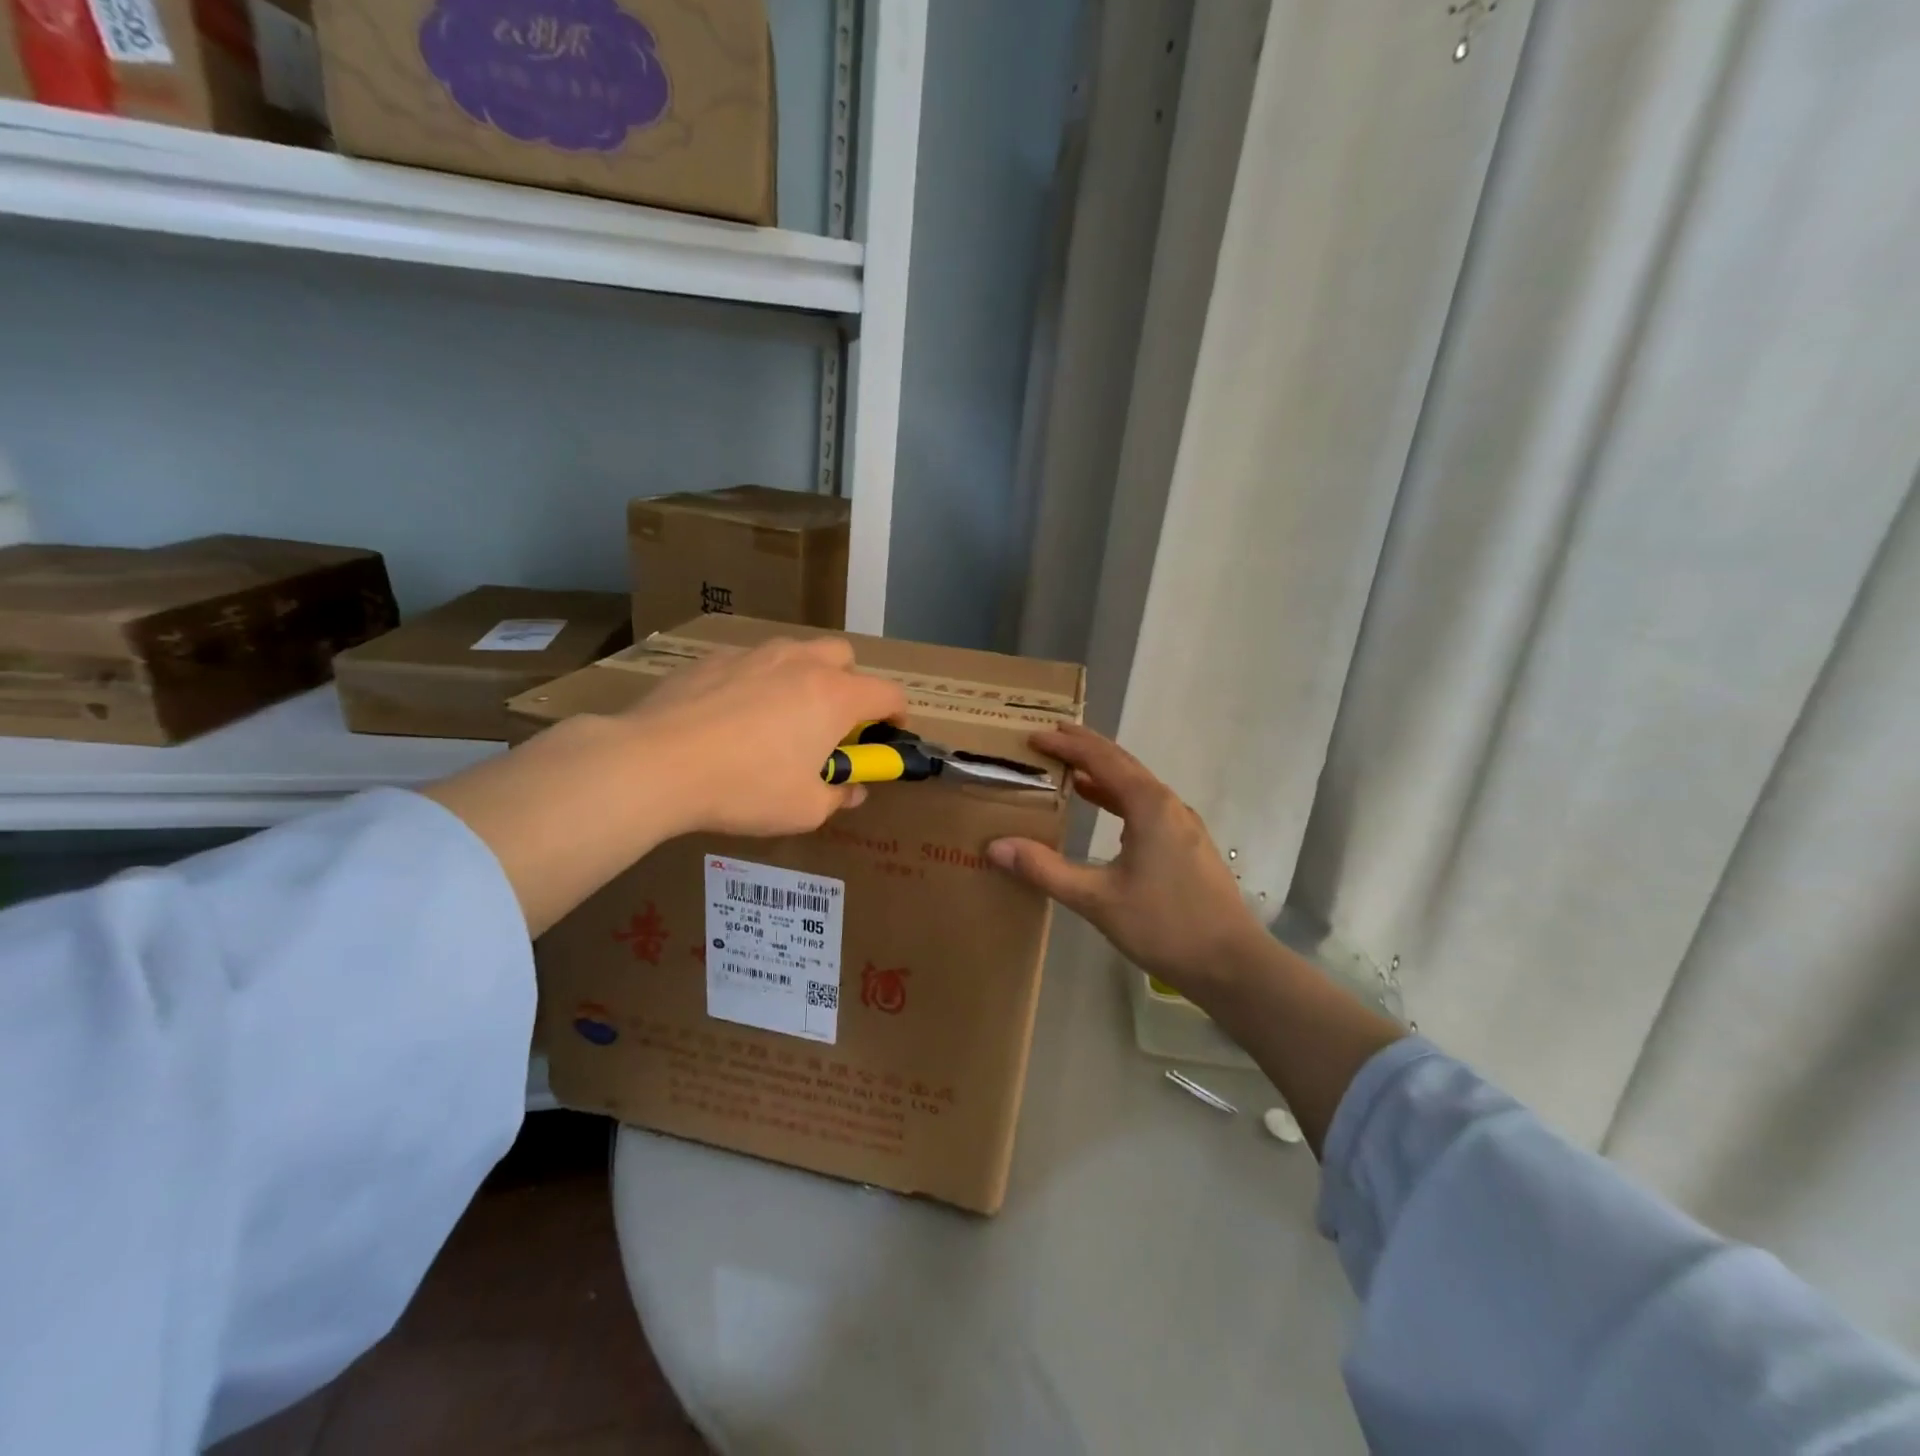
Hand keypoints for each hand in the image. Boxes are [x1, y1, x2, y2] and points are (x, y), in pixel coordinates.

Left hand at [625, 635, 906, 838]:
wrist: (656, 763)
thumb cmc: (745, 788)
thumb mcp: (805, 809)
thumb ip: (838, 795)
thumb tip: (850, 789)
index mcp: (835, 696)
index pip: (889, 693)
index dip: (897, 714)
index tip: (889, 734)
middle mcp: (801, 663)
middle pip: (844, 657)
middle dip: (850, 685)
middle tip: (833, 723)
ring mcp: (754, 655)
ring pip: (796, 652)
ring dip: (804, 678)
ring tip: (781, 717)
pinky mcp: (713, 659)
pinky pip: (751, 663)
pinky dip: (757, 682)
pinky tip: (732, 716)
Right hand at [986, 724, 1267, 1000]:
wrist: (1232, 964)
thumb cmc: (1164, 925)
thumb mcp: (1097, 899)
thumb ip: (1045, 870)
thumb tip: (996, 847)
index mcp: (1148, 805)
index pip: (1101, 759)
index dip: (1066, 745)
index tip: (1034, 737)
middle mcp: (1168, 804)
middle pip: (1121, 763)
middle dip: (1085, 748)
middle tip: (1049, 738)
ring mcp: (1181, 824)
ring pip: (1135, 784)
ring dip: (1102, 773)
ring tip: (1069, 769)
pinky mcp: (1186, 844)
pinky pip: (1145, 805)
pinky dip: (1117, 797)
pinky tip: (1103, 810)